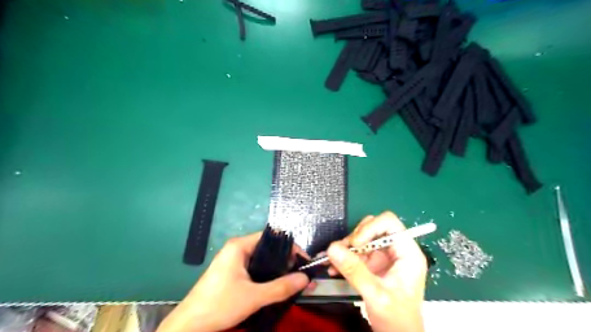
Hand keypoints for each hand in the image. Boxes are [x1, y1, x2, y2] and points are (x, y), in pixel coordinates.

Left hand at [159, 232, 310, 331]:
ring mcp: (233, 261)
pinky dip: (268, 275)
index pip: (271, 237)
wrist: (188, 327)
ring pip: (262, 260)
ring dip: (278, 269)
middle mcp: (237, 249)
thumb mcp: (254, 297)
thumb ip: (281, 287)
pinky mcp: (232, 273)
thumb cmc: (219, 305)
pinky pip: (255, 269)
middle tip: (301, 272)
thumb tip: (306, 278)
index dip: (290, 247)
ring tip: (294, 279)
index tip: (304, 260)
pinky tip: (277, 285)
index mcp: (239, 246)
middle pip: (268, 248)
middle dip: (286, 260)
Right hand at [328, 213, 425, 331]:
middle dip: (355, 238)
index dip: (370, 228)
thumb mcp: (376, 294)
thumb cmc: (397, 318)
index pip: (389, 223)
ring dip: (346, 248)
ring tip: (333, 262)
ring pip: (362, 238)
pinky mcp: (374, 263)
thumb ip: (355, 271)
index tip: (355, 243)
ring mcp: (384, 256)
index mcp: (407, 252)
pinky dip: (344, 257)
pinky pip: (356, 251)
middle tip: (342, 252)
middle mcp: (396, 249)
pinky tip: (334, 268)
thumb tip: (332, 248)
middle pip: (373, 227)